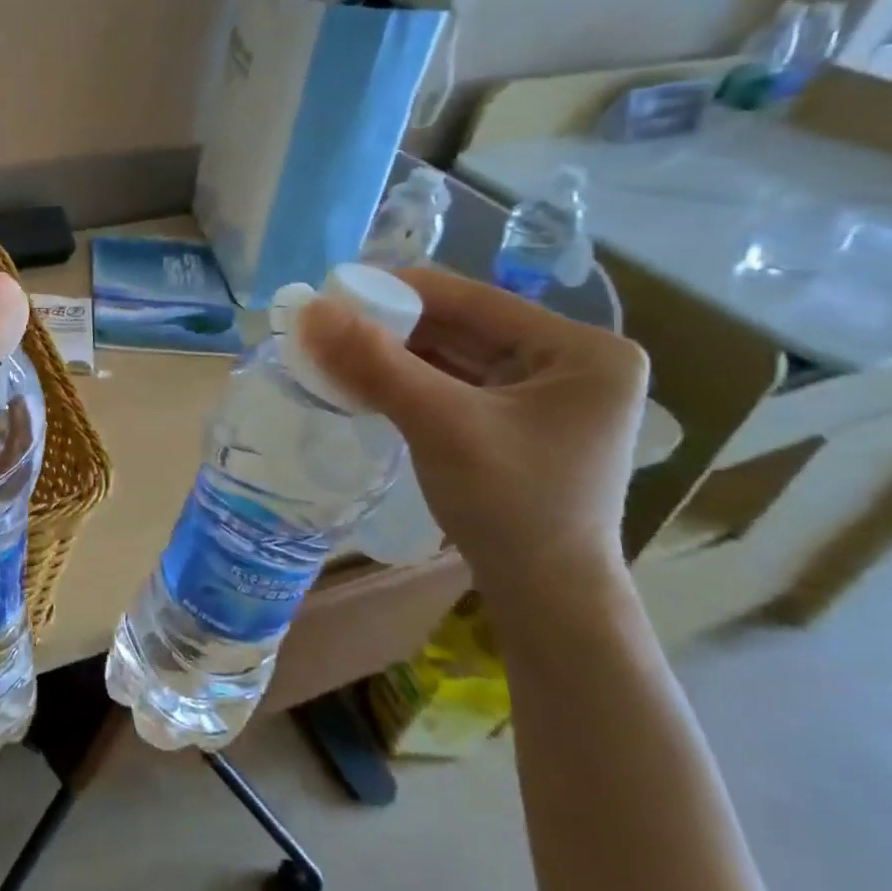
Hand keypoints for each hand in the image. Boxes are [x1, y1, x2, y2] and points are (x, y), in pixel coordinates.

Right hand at [299, 268, 647, 586]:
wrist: (546, 600)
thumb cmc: (511, 506)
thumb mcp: (440, 425)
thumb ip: (374, 363)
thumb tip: (309, 309)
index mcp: (582, 350)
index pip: (474, 300)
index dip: (398, 290)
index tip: (332, 291)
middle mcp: (571, 364)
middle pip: (462, 327)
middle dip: (391, 326)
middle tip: (325, 324)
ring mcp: (546, 396)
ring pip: (453, 356)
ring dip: (393, 354)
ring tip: (332, 349)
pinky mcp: (518, 424)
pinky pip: (453, 386)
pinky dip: (407, 381)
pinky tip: (363, 380)